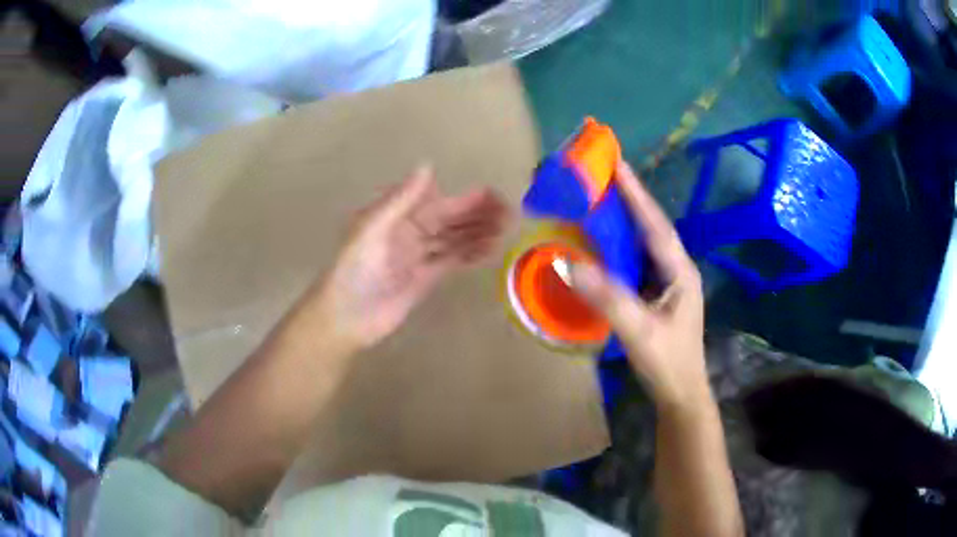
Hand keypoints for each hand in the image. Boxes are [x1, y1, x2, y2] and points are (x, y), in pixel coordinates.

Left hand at [314, 165, 509, 349]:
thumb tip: (428, 165)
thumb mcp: (371, 229)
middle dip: (478, 215)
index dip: (465, 199)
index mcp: (396, 217)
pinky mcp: (424, 279)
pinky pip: (451, 261)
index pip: (438, 203)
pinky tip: (490, 251)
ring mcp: (418, 256)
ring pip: (454, 240)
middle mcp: (410, 233)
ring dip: (479, 233)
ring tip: (507, 230)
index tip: (492, 195)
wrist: (346, 317)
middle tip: (511, 213)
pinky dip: (470, 255)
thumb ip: (400, 200)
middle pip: (450, 220)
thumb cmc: (353, 271)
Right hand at [571, 161, 708, 408]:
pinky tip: (602, 244)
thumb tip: (569, 264)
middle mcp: (677, 270)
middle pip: (652, 228)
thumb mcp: (639, 331)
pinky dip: (619, 248)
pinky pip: (636, 262)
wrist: (681, 394)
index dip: (636, 195)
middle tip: (604, 176)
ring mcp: (668, 283)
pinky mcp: (657, 295)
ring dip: (624, 222)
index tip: (618, 164)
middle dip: (630, 200)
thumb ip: (608, 298)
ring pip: (644, 244)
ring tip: (600, 200)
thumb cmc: (667, 362)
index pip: (656, 225)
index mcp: (680, 272)